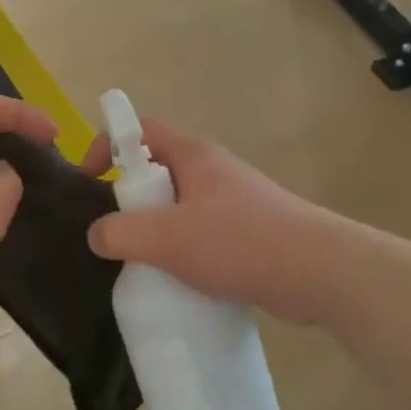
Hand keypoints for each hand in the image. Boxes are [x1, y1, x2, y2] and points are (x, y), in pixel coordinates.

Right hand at [82, 117, 342, 324]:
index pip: (141, 130)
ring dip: (157, 229)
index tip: (90, 180)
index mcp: (194, 156)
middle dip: (131, 197)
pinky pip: (202, 232)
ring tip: (144, 262)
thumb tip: (96, 235)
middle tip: (117, 232)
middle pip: (158, 169)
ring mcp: (234, 200)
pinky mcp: (249, 231)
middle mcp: (213, 170)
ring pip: (179, 205)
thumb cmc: (240, 242)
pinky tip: (180, 279)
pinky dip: (184, 249)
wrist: (321, 272)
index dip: (109, 144)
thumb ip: (121, 234)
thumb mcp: (168, 238)